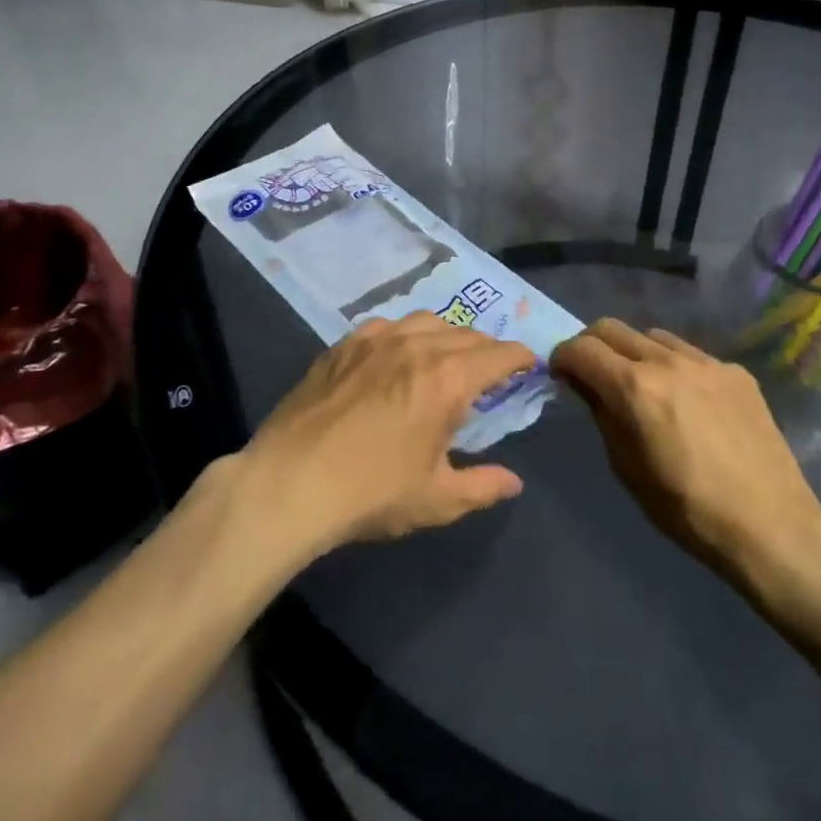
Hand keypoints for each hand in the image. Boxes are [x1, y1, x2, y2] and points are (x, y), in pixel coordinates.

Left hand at [240, 313, 532, 556]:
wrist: (291, 482)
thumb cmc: (372, 493)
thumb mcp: (437, 499)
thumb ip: (482, 486)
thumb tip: (513, 482)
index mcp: (448, 379)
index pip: (498, 354)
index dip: (520, 356)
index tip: (529, 363)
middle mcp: (417, 345)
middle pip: (466, 333)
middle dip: (487, 348)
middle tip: (492, 369)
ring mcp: (376, 339)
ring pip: (426, 321)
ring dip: (448, 334)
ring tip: (447, 356)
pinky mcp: (344, 344)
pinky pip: (386, 325)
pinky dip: (405, 333)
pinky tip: (397, 352)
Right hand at [551, 319, 820, 590]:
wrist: (772, 527)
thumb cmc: (687, 510)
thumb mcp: (627, 468)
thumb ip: (602, 415)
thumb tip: (585, 385)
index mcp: (635, 389)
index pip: (581, 348)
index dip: (562, 358)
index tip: (561, 375)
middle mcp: (668, 362)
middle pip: (612, 328)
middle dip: (591, 345)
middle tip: (592, 373)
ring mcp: (706, 363)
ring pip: (652, 336)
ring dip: (633, 352)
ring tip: (641, 384)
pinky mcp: (735, 372)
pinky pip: (690, 354)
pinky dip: (673, 366)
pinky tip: (686, 400)